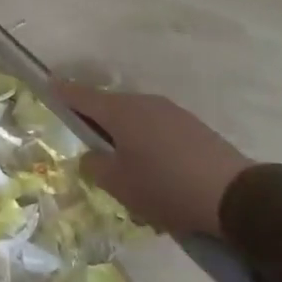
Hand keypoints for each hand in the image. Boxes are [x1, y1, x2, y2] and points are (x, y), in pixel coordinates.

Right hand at [55, 82, 252, 238]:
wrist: (233, 195)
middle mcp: (145, 103)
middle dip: (94, 120)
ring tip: (120, 164)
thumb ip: (96, 166)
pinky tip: (151, 169)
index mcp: (121, 112)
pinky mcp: (192, 127)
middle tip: (84, 141)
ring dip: (123, 134)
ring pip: (135, 118)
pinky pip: (156, 129)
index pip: (82, 96)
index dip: (63, 92)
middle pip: (110, 106)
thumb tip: (92, 156)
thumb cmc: (165, 187)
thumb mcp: (119, 185)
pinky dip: (145, 142)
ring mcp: (172, 112)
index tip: (48, 86)